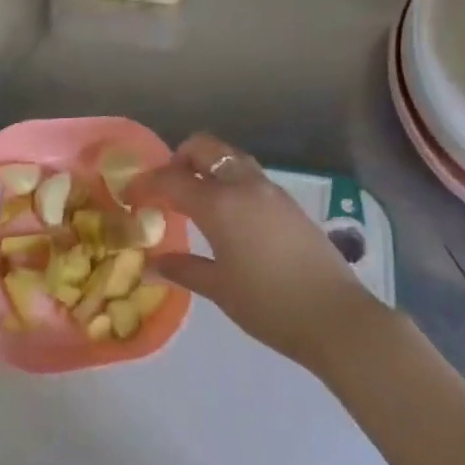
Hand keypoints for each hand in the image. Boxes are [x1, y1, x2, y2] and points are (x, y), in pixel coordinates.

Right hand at [129, 133, 384, 377]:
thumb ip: (184, 269)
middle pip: (204, 148)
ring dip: (207, 167)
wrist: (335, 316)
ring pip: (230, 157)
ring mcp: (270, 190)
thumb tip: (152, 264)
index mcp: (220, 204)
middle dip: (178, 159)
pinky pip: (249, 175)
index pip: (171, 179)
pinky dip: (229, 180)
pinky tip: (227, 214)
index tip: (130, 196)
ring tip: (194, 199)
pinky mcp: (288, 202)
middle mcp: (244, 185)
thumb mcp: (220, 289)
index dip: (146, 184)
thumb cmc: (269, 305)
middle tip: (165, 187)